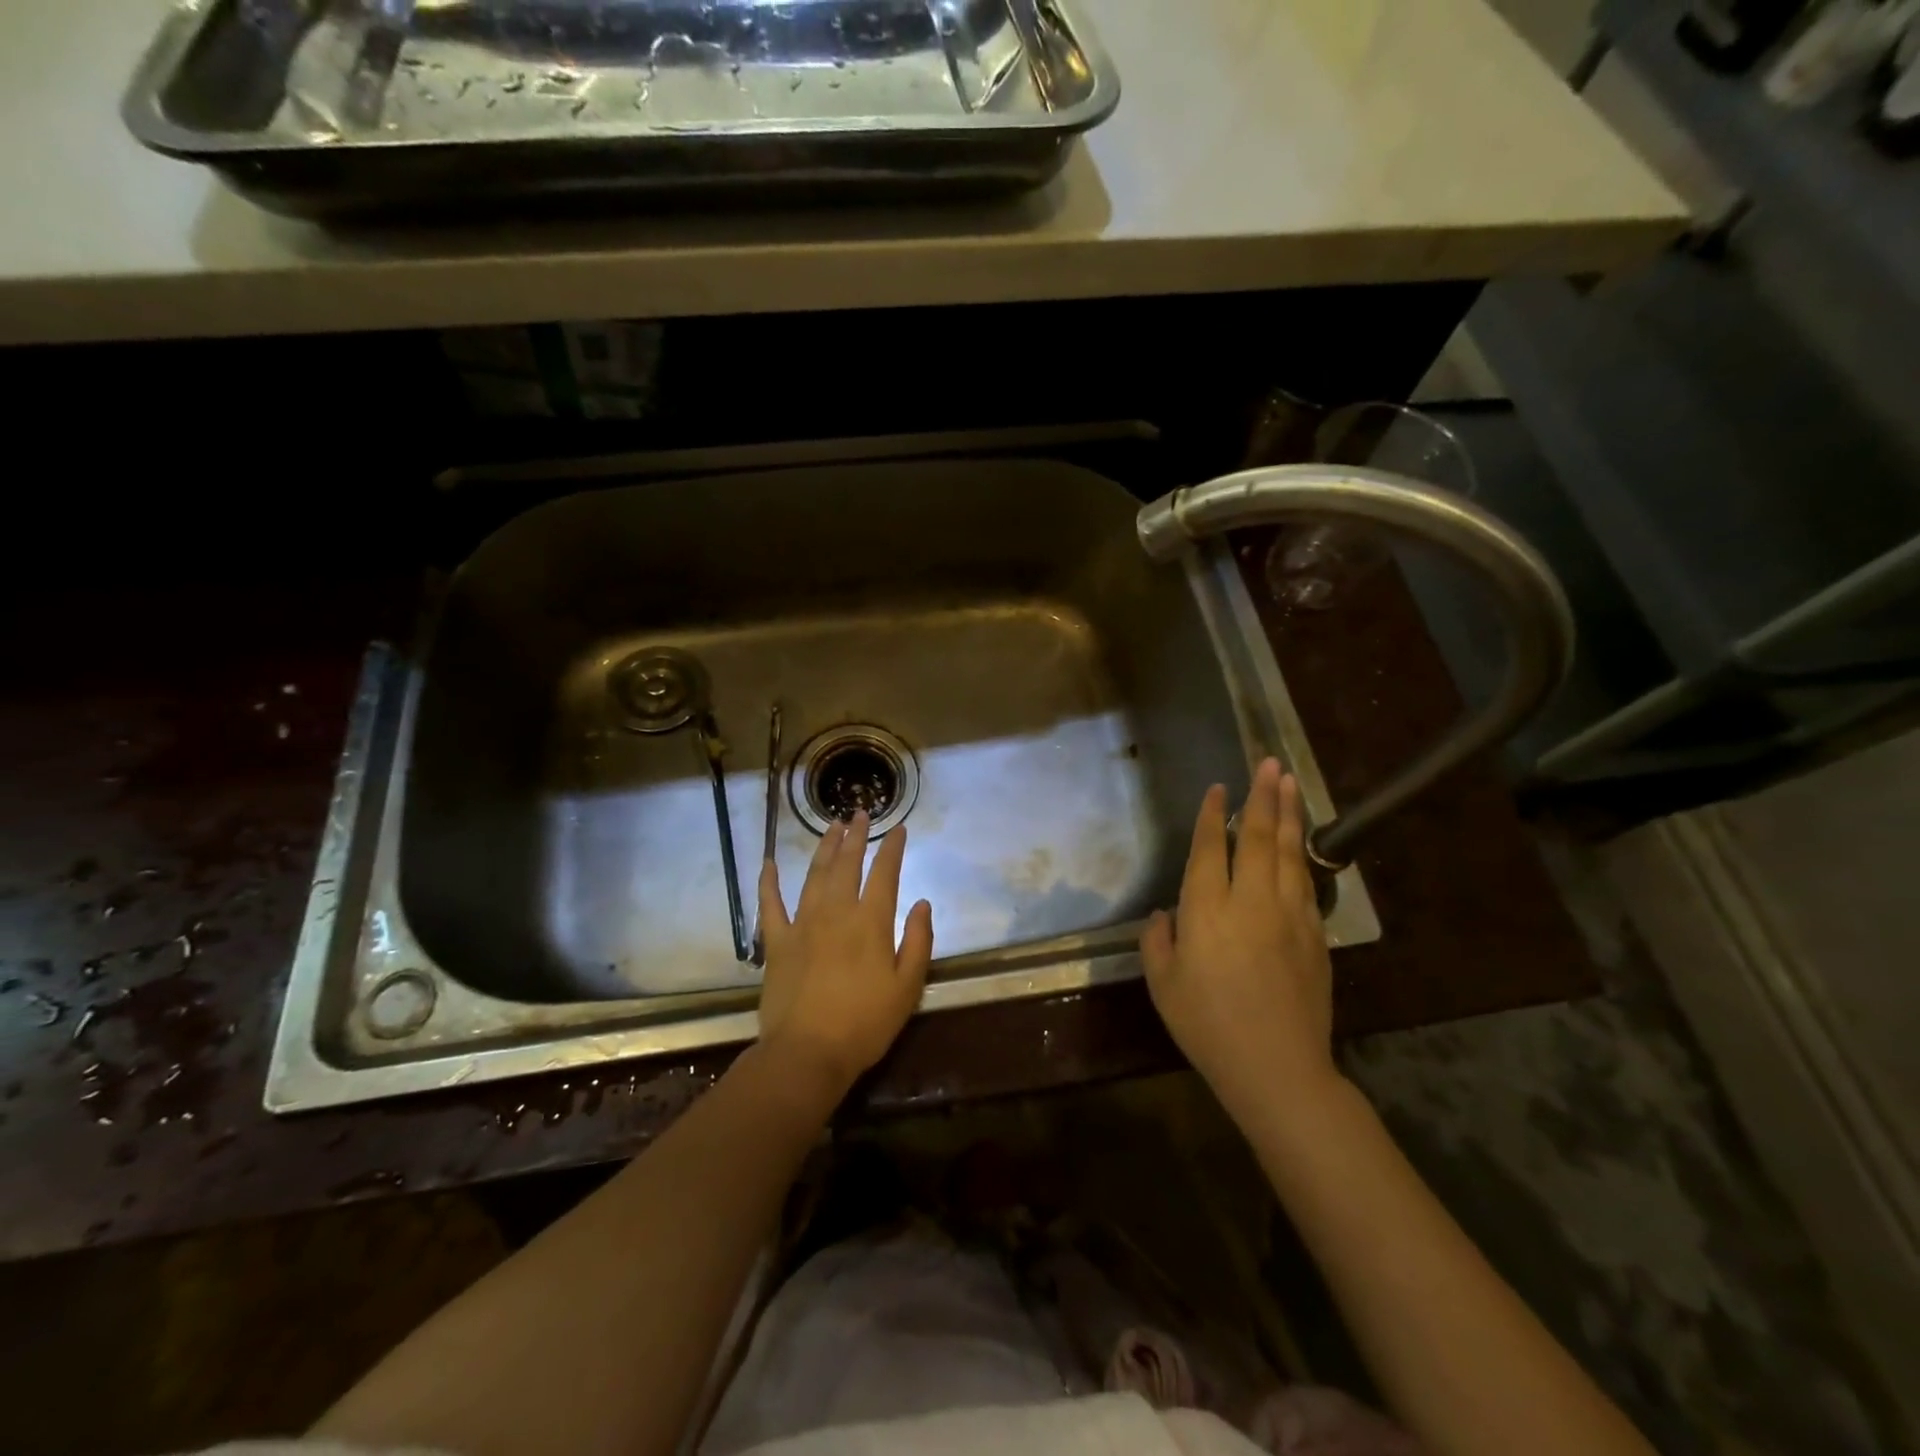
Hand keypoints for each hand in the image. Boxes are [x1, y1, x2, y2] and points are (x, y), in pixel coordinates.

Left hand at [756, 812, 934, 1095]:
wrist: (807, 1053)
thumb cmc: (865, 1023)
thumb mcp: (908, 987)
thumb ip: (918, 941)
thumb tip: (922, 903)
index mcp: (870, 922)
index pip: (885, 873)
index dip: (892, 848)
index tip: (898, 829)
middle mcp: (836, 912)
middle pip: (846, 864)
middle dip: (855, 836)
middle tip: (859, 813)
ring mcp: (802, 924)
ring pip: (814, 875)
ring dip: (824, 848)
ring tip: (831, 827)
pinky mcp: (776, 943)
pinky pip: (770, 905)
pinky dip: (768, 882)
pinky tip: (768, 862)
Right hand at [1141, 758, 1338, 1117]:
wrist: (1277, 1067)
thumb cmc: (1207, 1025)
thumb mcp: (1163, 984)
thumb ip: (1158, 942)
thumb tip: (1166, 915)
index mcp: (1207, 909)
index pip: (1209, 848)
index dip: (1212, 815)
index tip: (1219, 788)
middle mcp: (1250, 900)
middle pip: (1257, 837)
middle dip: (1262, 796)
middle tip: (1270, 763)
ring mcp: (1289, 915)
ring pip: (1288, 851)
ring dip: (1289, 813)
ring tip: (1290, 782)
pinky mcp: (1315, 934)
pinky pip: (1305, 882)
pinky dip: (1300, 854)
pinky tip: (1300, 841)